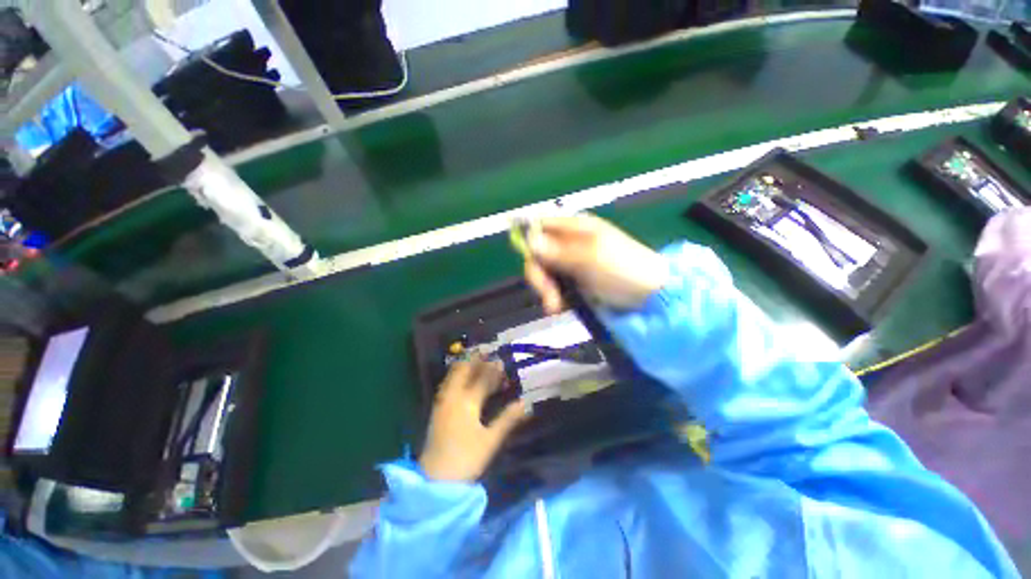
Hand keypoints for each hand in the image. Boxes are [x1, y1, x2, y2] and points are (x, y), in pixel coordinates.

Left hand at [419, 358, 527, 481]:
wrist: (435, 480)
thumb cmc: (466, 459)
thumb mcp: (491, 440)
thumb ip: (508, 419)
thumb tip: (525, 403)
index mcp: (467, 402)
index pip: (482, 379)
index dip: (493, 370)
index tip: (502, 362)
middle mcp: (452, 397)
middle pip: (463, 371)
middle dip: (476, 361)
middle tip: (488, 356)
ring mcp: (442, 402)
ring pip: (453, 376)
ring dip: (466, 368)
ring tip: (478, 364)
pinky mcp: (438, 409)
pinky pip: (448, 384)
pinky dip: (458, 377)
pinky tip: (465, 380)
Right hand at [523, 214, 668, 314]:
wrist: (650, 297)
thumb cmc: (624, 270)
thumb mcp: (591, 257)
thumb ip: (559, 250)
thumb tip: (529, 240)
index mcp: (575, 227)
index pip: (540, 225)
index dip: (530, 241)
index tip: (532, 263)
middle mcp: (570, 241)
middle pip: (538, 252)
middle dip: (539, 275)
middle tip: (548, 296)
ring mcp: (572, 261)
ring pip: (544, 271)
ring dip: (546, 290)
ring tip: (556, 307)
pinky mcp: (575, 280)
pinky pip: (554, 285)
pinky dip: (554, 296)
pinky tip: (559, 307)